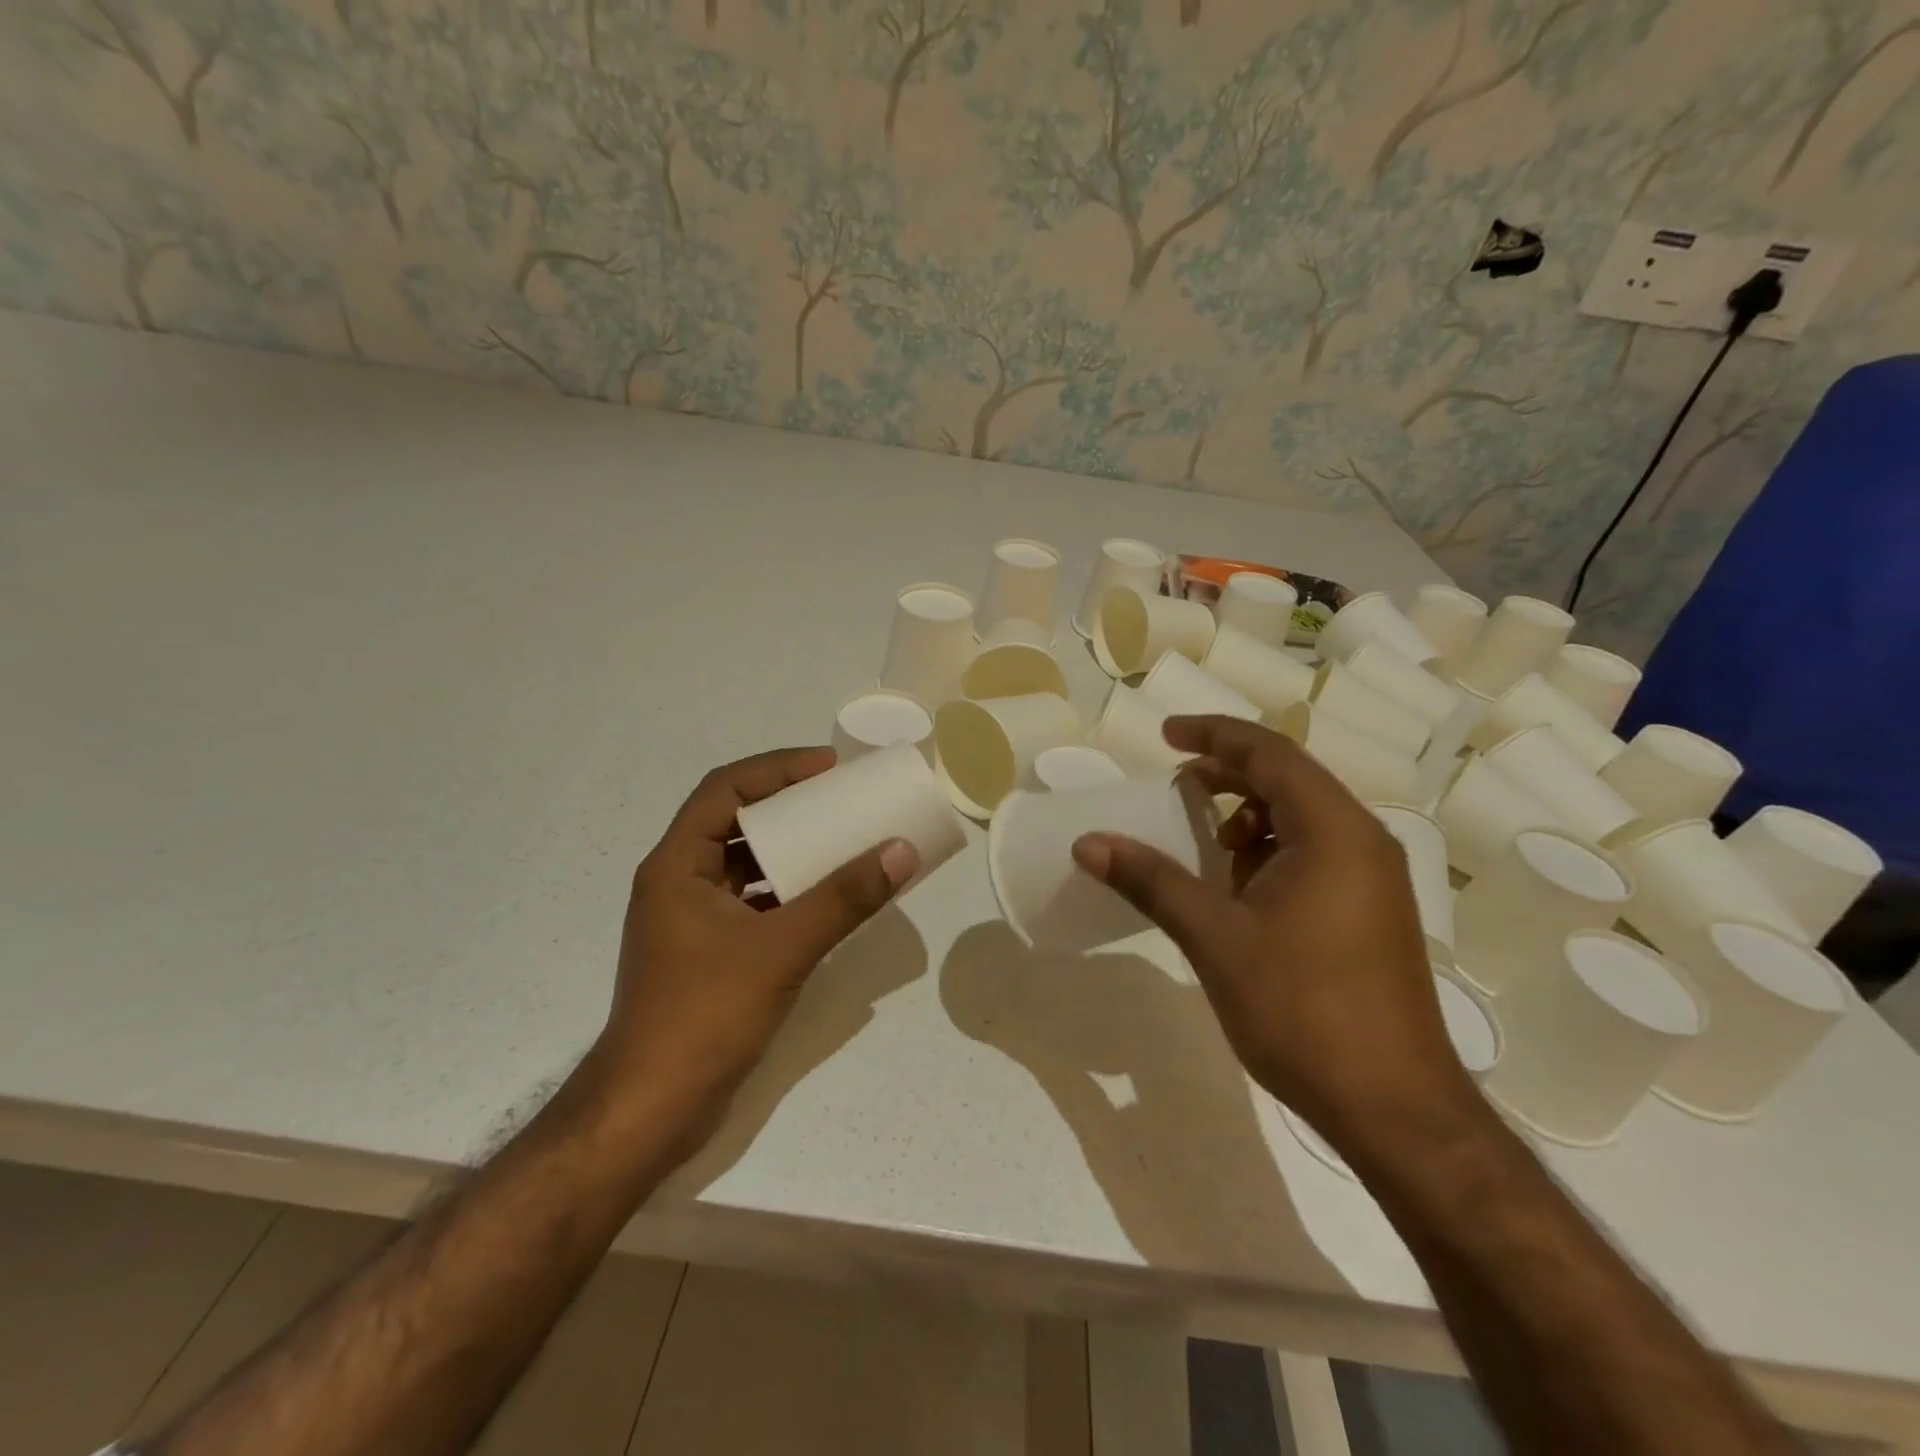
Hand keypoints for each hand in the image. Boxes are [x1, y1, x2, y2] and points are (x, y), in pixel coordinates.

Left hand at [594, 748, 917, 1127]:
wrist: (651, 1111)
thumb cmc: (704, 1015)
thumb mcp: (781, 949)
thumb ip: (843, 899)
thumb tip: (901, 850)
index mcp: (676, 865)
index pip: (724, 789)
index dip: (777, 769)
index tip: (829, 767)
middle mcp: (678, 883)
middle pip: (735, 822)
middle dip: (789, 806)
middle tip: (842, 800)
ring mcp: (691, 921)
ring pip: (745, 864)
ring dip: (790, 850)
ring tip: (841, 842)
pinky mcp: (708, 953)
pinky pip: (752, 902)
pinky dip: (788, 892)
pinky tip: (826, 900)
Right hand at [1070, 716, 1483, 1160]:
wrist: (1395, 1109)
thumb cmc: (1302, 1009)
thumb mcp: (1214, 937)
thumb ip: (1151, 880)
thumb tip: (1088, 843)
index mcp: (1333, 831)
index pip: (1269, 754)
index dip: (1213, 734)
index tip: (1165, 735)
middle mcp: (1362, 841)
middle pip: (1290, 779)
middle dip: (1229, 775)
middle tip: (1176, 785)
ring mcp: (1374, 879)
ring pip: (1304, 819)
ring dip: (1250, 817)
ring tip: (1207, 845)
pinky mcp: (1373, 913)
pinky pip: (1317, 854)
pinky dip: (1271, 852)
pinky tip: (1242, 891)